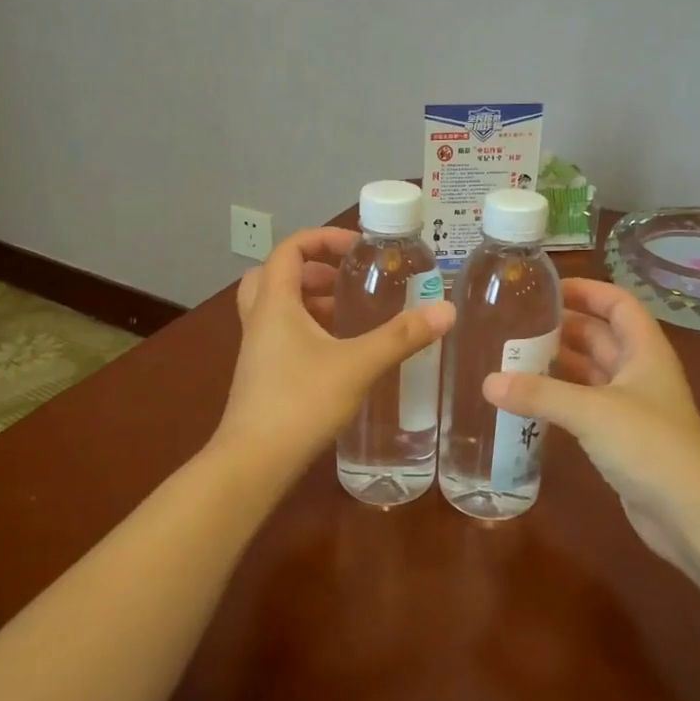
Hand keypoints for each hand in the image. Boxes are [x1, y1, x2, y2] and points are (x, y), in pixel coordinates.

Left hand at [216, 227, 454, 473]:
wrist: (254, 462)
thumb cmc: (300, 402)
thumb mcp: (357, 365)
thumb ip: (401, 337)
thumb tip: (445, 311)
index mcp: (275, 303)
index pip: (289, 249)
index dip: (323, 238)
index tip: (358, 248)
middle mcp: (260, 319)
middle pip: (276, 275)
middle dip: (313, 269)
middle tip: (347, 280)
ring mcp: (257, 349)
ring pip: (278, 306)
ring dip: (310, 300)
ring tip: (350, 312)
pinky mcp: (262, 375)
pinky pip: (281, 334)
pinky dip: (307, 328)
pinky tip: (339, 352)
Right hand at [483, 278, 699, 571]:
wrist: (691, 515)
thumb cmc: (650, 447)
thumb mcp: (591, 412)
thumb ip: (539, 394)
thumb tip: (487, 382)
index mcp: (646, 351)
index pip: (618, 304)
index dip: (587, 290)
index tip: (546, 288)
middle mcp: (640, 372)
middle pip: (601, 336)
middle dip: (563, 326)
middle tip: (516, 323)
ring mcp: (632, 407)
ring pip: (591, 371)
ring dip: (559, 362)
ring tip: (514, 356)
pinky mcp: (621, 437)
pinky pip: (585, 404)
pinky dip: (560, 396)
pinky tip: (530, 399)